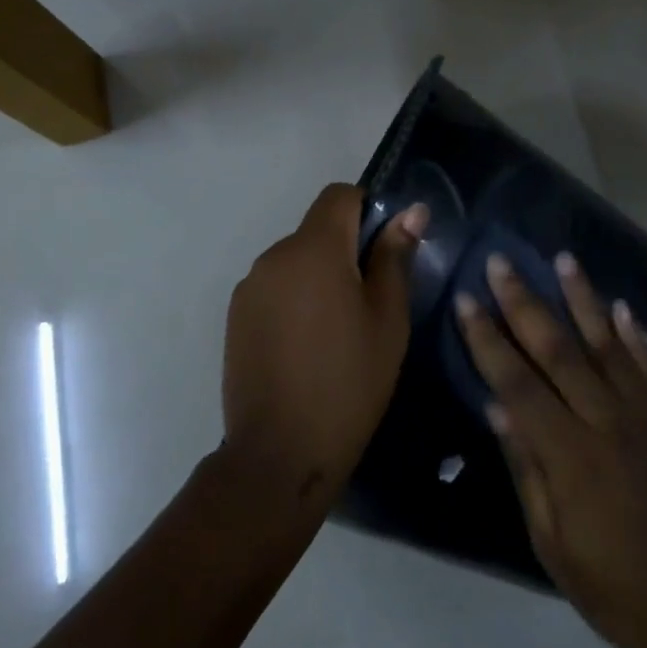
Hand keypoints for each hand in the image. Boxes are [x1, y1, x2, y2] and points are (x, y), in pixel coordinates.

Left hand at [223, 184, 427, 504]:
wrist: (281, 451)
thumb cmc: (350, 382)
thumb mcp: (388, 319)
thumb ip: (394, 257)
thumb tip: (411, 211)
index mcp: (314, 249)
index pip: (339, 196)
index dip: (368, 210)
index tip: (385, 251)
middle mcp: (274, 256)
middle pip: (317, 230)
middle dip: (345, 250)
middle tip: (370, 303)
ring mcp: (249, 287)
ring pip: (295, 261)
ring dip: (319, 277)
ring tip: (337, 332)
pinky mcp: (235, 316)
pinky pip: (274, 287)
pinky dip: (295, 299)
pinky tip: (306, 346)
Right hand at [455, 251, 646, 647]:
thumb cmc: (610, 584)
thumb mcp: (551, 540)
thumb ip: (526, 467)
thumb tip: (498, 406)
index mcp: (568, 454)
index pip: (517, 382)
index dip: (488, 340)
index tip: (467, 300)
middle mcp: (605, 422)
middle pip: (558, 350)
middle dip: (525, 303)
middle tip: (502, 262)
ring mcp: (644, 419)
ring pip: (607, 346)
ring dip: (583, 299)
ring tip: (564, 259)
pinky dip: (633, 336)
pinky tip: (620, 306)